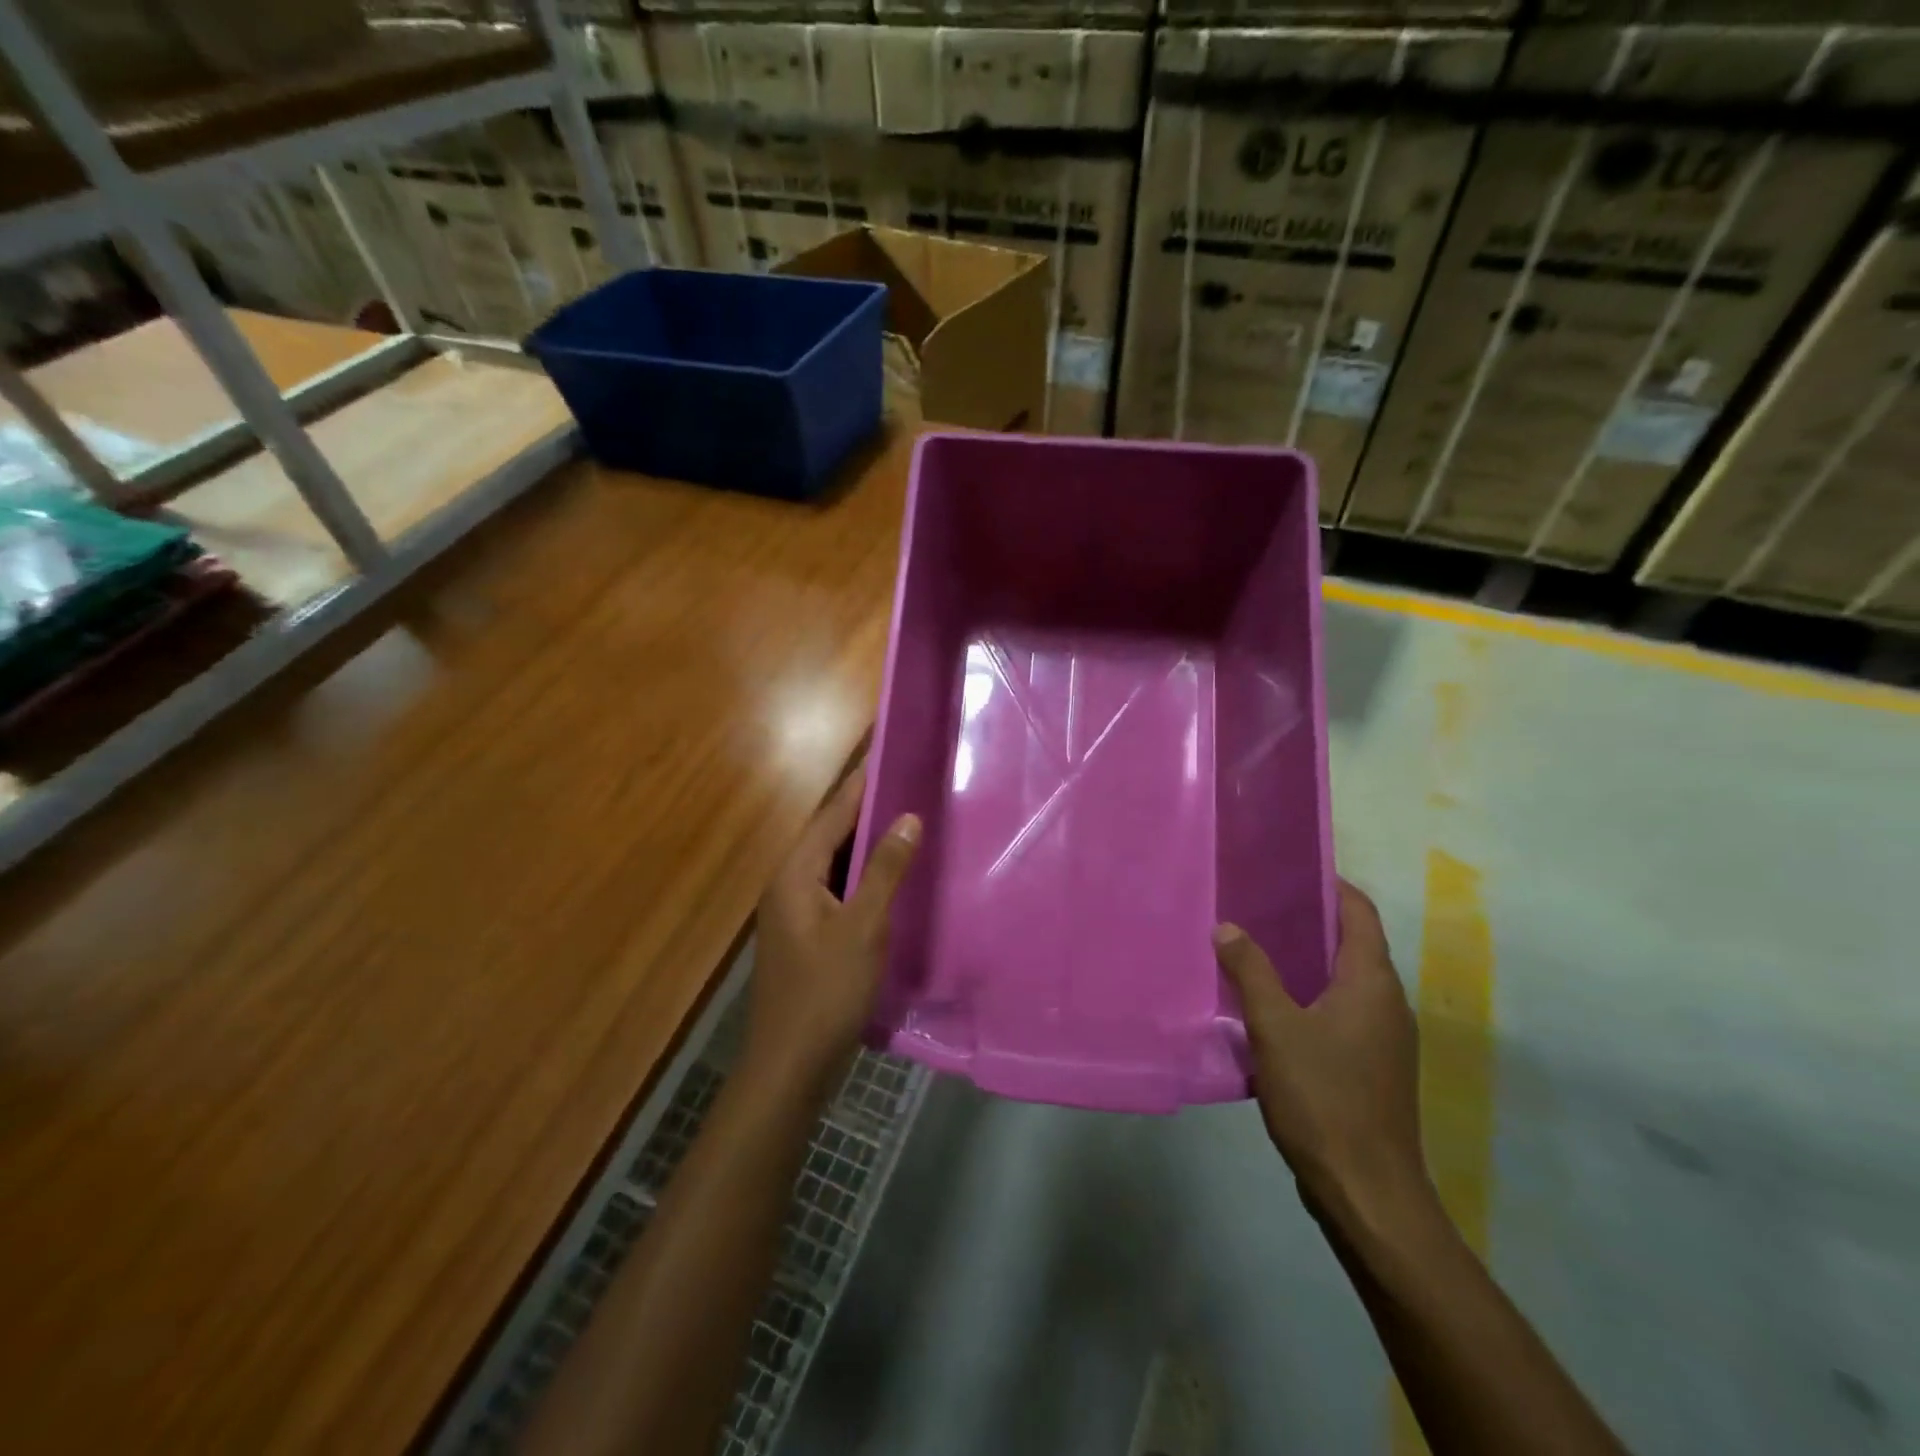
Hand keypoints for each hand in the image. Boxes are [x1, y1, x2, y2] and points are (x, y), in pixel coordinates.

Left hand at [748, 763, 920, 1085]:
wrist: (790, 1066)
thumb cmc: (826, 991)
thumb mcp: (863, 927)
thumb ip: (885, 869)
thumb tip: (907, 817)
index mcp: (795, 874)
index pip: (832, 815)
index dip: (861, 784)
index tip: (890, 754)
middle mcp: (788, 885)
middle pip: (831, 835)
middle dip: (867, 810)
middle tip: (909, 786)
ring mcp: (795, 913)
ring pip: (835, 864)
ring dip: (867, 844)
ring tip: (907, 823)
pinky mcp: (807, 936)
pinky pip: (837, 890)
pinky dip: (863, 877)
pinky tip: (892, 880)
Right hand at [1213, 881, 1433, 1231]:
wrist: (1367, 1192)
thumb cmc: (1324, 1098)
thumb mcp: (1275, 1028)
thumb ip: (1251, 971)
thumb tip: (1227, 926)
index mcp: (1371, 983)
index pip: (1360, 913)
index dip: (1332, 885)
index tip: (1291, 868)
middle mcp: (1387, 1003)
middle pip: (1353, 944)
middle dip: (1310, 921)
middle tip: (1259, 905)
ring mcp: (1384, 1039)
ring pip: (1345, 981)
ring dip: (1307, 961)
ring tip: (1256, 948)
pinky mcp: (1372, 1067)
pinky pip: (1341, 1012)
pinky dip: (1310, 996)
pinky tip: (1271, 1008)